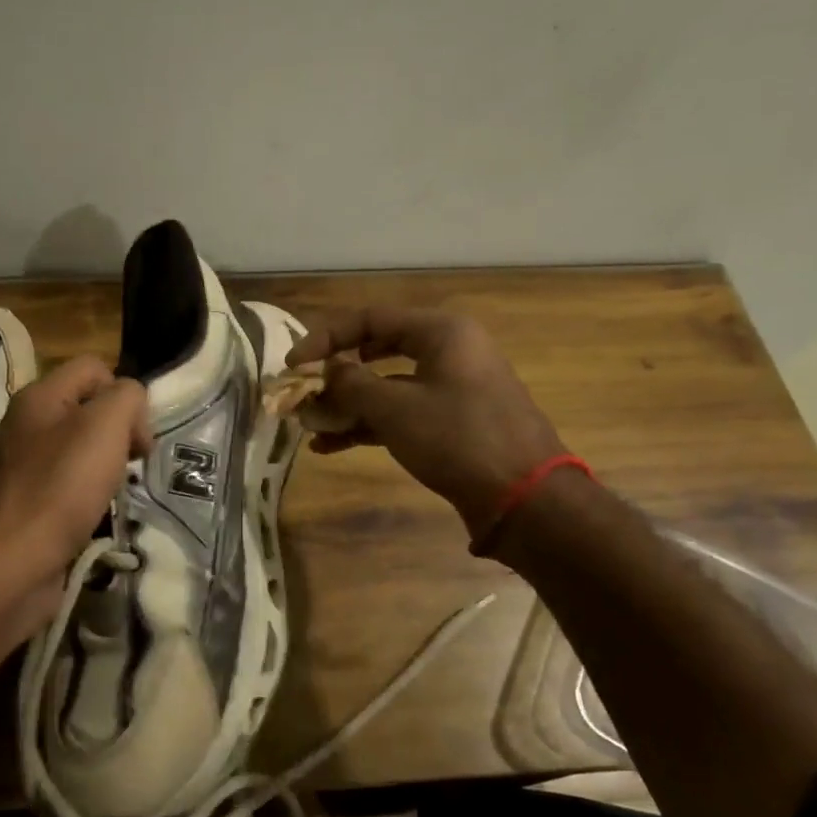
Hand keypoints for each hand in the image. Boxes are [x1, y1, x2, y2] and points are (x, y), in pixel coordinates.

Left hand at [0, 356, 149, 631]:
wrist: (13, 563)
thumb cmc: (62, 487)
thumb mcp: (106, 426)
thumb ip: (127, 397)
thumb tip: (130, 404)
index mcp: (38, 396)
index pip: (93, 367)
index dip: (125, 392)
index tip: (137, 434)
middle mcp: (23, 424)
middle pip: (86, 408)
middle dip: (118, 431)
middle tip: (131, 462)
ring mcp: (19, 465)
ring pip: (77, 447)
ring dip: (104, 465)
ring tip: (115, 491)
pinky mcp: (22, 502)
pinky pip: (64, 483)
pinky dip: (85, 493)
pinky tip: (93, 513)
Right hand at [288, 307, 566, 538]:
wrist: (524, 497)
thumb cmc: (458, 438)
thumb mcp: (395, 408)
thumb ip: (351, 384)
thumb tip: (325, 371)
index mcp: (441, 331)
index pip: (370, 319)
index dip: (325, 338)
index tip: (292, 365)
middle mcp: (448, 351)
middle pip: (376, 352)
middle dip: (334, 376)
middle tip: (301, 393)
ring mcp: (451, 388)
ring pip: (386, 387)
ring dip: (347, 406)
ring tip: (308, 427)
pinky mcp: (452, 422)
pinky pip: (401, 413)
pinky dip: (368, 425)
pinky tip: (330, 446)